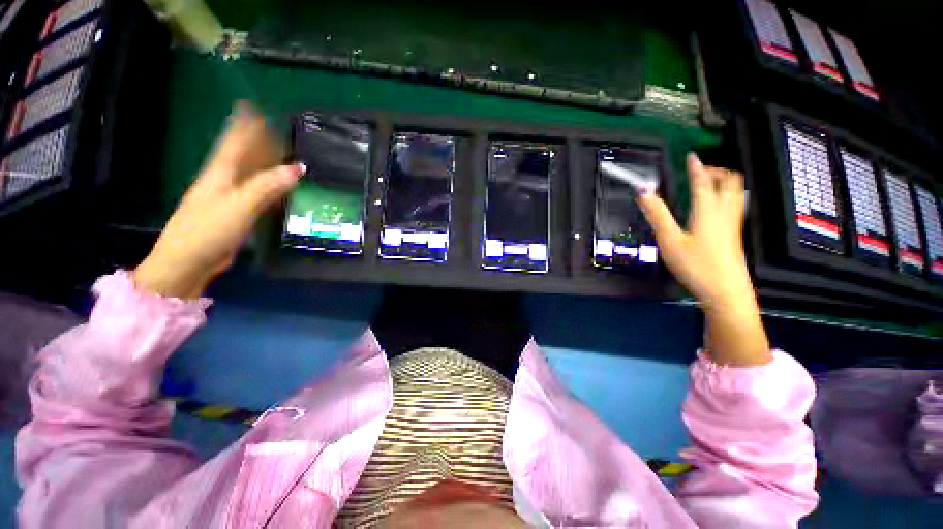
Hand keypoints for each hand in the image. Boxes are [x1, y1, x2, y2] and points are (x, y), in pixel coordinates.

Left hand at [133, 102, 304, 299]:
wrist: (189, 261)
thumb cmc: (209, 229)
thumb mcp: (240, 205)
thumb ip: (269, 185)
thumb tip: (299, 167)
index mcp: (221, 172)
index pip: (235, 141)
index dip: (245, 125)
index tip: (254, 107)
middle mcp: (224, 180)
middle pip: (244, 155)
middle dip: (259, 141)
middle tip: (278, 130)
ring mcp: (229, 197)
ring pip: (251, 173)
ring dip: (266, 163)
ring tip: (282, 153)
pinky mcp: (236, 213)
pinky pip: (257, 192)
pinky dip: (269, 185)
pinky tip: (279, 185)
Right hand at [637, 153, 770, 365]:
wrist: (725, 292)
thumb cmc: (696, 266)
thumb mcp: (669, 240)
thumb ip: (657, 214)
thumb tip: (643, 192)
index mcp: (707, 210)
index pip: (702, 181)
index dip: (696, 167)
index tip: (691, 156)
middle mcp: (724, 213)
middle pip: (729, 182)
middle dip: (716, 171)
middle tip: (701, 170)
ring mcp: (733, 224)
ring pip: (736, 193)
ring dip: (725, 181)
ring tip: (711, 182)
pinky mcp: (735, 235)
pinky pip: (736, 205)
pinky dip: (728, 196)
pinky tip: (719, 206)